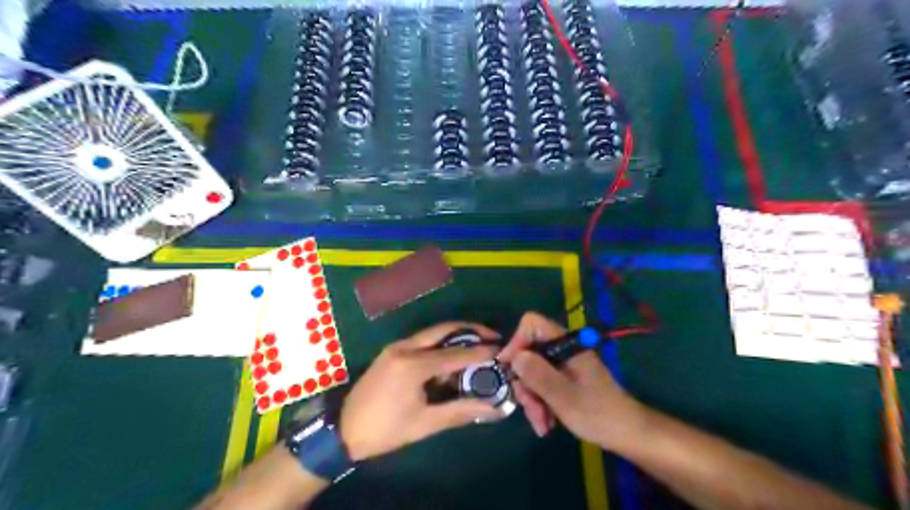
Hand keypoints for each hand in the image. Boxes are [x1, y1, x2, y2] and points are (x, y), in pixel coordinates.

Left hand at [339, 323, 499, 461]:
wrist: (343, 430)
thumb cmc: (385, 430)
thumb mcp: (425, 423)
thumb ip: (460, 411)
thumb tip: (493, 408)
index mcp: (413, 365)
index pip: (455, 354)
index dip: (480, 352)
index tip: (501, 349)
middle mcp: (405, 347)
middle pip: (444, 330)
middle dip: (470, 330)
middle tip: (492, 335)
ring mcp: (396, 347)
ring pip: (432, 333)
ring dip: (455, 336)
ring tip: (477, 344)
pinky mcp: (391, 351)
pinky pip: (422, 341)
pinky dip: (440, 344)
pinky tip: (450, 357)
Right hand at [500, 311, 641, 449]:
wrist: (627, 433)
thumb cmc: (597, 413)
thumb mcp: (563, 396)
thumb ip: (537, 373)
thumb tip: (513, 356)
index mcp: (566, 343)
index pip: (532, 324)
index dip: (517, 342)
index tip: (510, 369)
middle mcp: (562, 349)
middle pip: (528, 352)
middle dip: (525, 382)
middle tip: (529, 408)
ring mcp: (563, 364)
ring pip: (532, 371)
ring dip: (532, 398)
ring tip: (541, 423)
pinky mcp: (564, 378)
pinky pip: (541, 383)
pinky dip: (540, 402)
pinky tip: (546, 423)